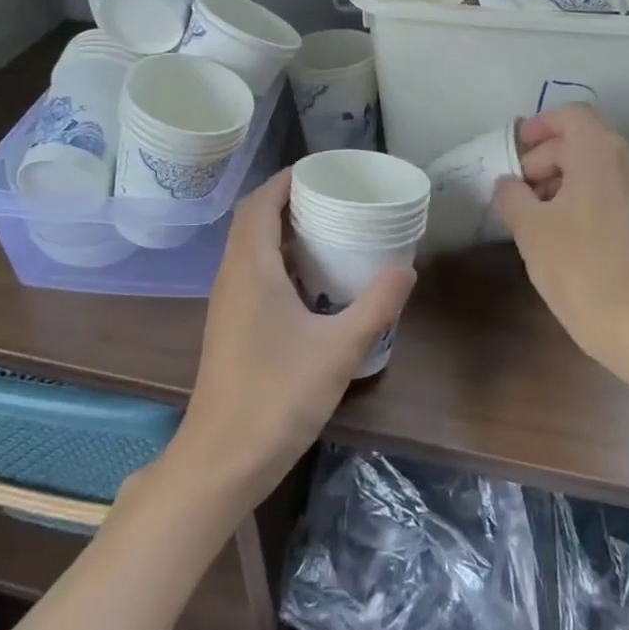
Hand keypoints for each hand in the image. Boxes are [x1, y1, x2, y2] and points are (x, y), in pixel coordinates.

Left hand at [174, 169, 412, 505]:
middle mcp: (232, 277)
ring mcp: (227, 304)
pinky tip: (310, 282)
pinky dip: (278, 262)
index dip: (285, 180)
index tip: (319, 170)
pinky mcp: (230, 327)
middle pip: (253, 221)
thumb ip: (375, 306)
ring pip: (250, 249)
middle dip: (287, 201)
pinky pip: (252, 274)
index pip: (260, 204)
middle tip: (331, 197)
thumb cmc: (278, 396)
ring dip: (281, 232)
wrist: (222, 459)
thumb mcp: (338, 350)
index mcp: (251, 268)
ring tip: (326, 230)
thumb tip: (406, 269)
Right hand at [492, 105, 628, 376]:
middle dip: (546, 158)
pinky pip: (612, 189)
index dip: (540, 126)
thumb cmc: (579, 264)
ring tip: (535, 212)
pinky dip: (586, 196)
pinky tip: (563, 230)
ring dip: (565, 179)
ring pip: (598, 166)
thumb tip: (509, 185)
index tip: (516, 150)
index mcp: (600, 151)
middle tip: (517, 189)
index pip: (570, 116)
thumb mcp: (529, 227)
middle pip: (583, 140)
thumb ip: (512, 195)